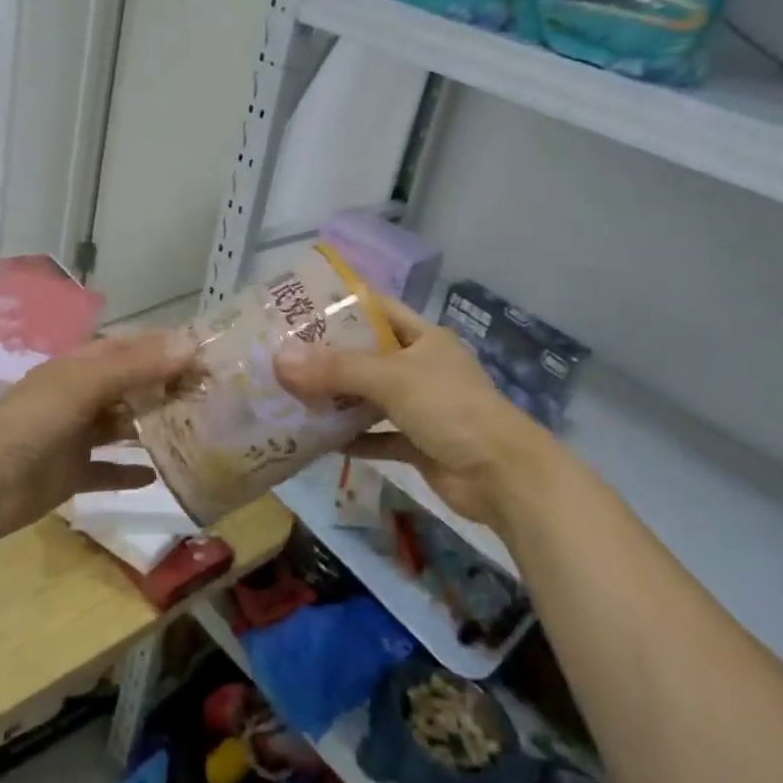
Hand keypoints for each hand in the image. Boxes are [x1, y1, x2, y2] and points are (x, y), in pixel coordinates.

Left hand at [0, 332, 194, 544]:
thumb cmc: (31, 425)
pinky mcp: (71, 473)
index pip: (129, 348)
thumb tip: (190, 346)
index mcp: (79, 367)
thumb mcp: (84, 386)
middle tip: (208, 395)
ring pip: (121, 426)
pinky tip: (157, 475)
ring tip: (193, 431)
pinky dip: (129, 471)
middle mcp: (79, 396)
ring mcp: (74, 436)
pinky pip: (107, 469)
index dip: (164, 347)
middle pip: (129, 386)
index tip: (206, 354)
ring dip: (150, 427)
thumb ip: (136, 367)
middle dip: (164, 387)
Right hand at [274, 296, 554, 535]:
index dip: (343, 306)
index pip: (378, 310)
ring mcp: (422, 408)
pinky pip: (378, 437)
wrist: (503, 476)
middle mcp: (422, 368)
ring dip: (339, 400)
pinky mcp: (419, 444)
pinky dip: (354, 440)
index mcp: (424, 339)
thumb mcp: (392, 379)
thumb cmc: (450, 409)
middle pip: (369, 355)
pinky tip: (321, 442)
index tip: (300, 310)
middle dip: (330, 358)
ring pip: (371, 398)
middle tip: (284, 358)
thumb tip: (280, 360)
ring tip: (292, 397)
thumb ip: (336, 369)